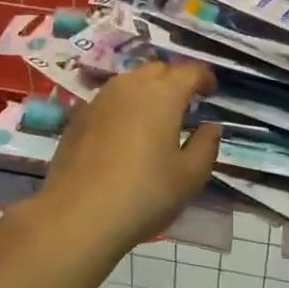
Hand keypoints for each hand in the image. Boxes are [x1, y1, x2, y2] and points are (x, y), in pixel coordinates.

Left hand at [36, 63, 221, 252]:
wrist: (77, 217)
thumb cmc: (144, 194)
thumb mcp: (190, 177)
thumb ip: (206, 145)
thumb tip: (211, 127)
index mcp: (163, 94)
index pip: (189, 71)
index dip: (204, 78)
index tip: (211, 91)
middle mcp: (130, 86)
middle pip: (158, 71)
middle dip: (174, 81)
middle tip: (185, 105)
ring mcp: (99, 100)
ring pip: (130, 82)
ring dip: (147, 92)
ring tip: (155, 118)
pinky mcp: (78, 118)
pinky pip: (109, 101)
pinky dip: (123, 108)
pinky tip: (124, 135)